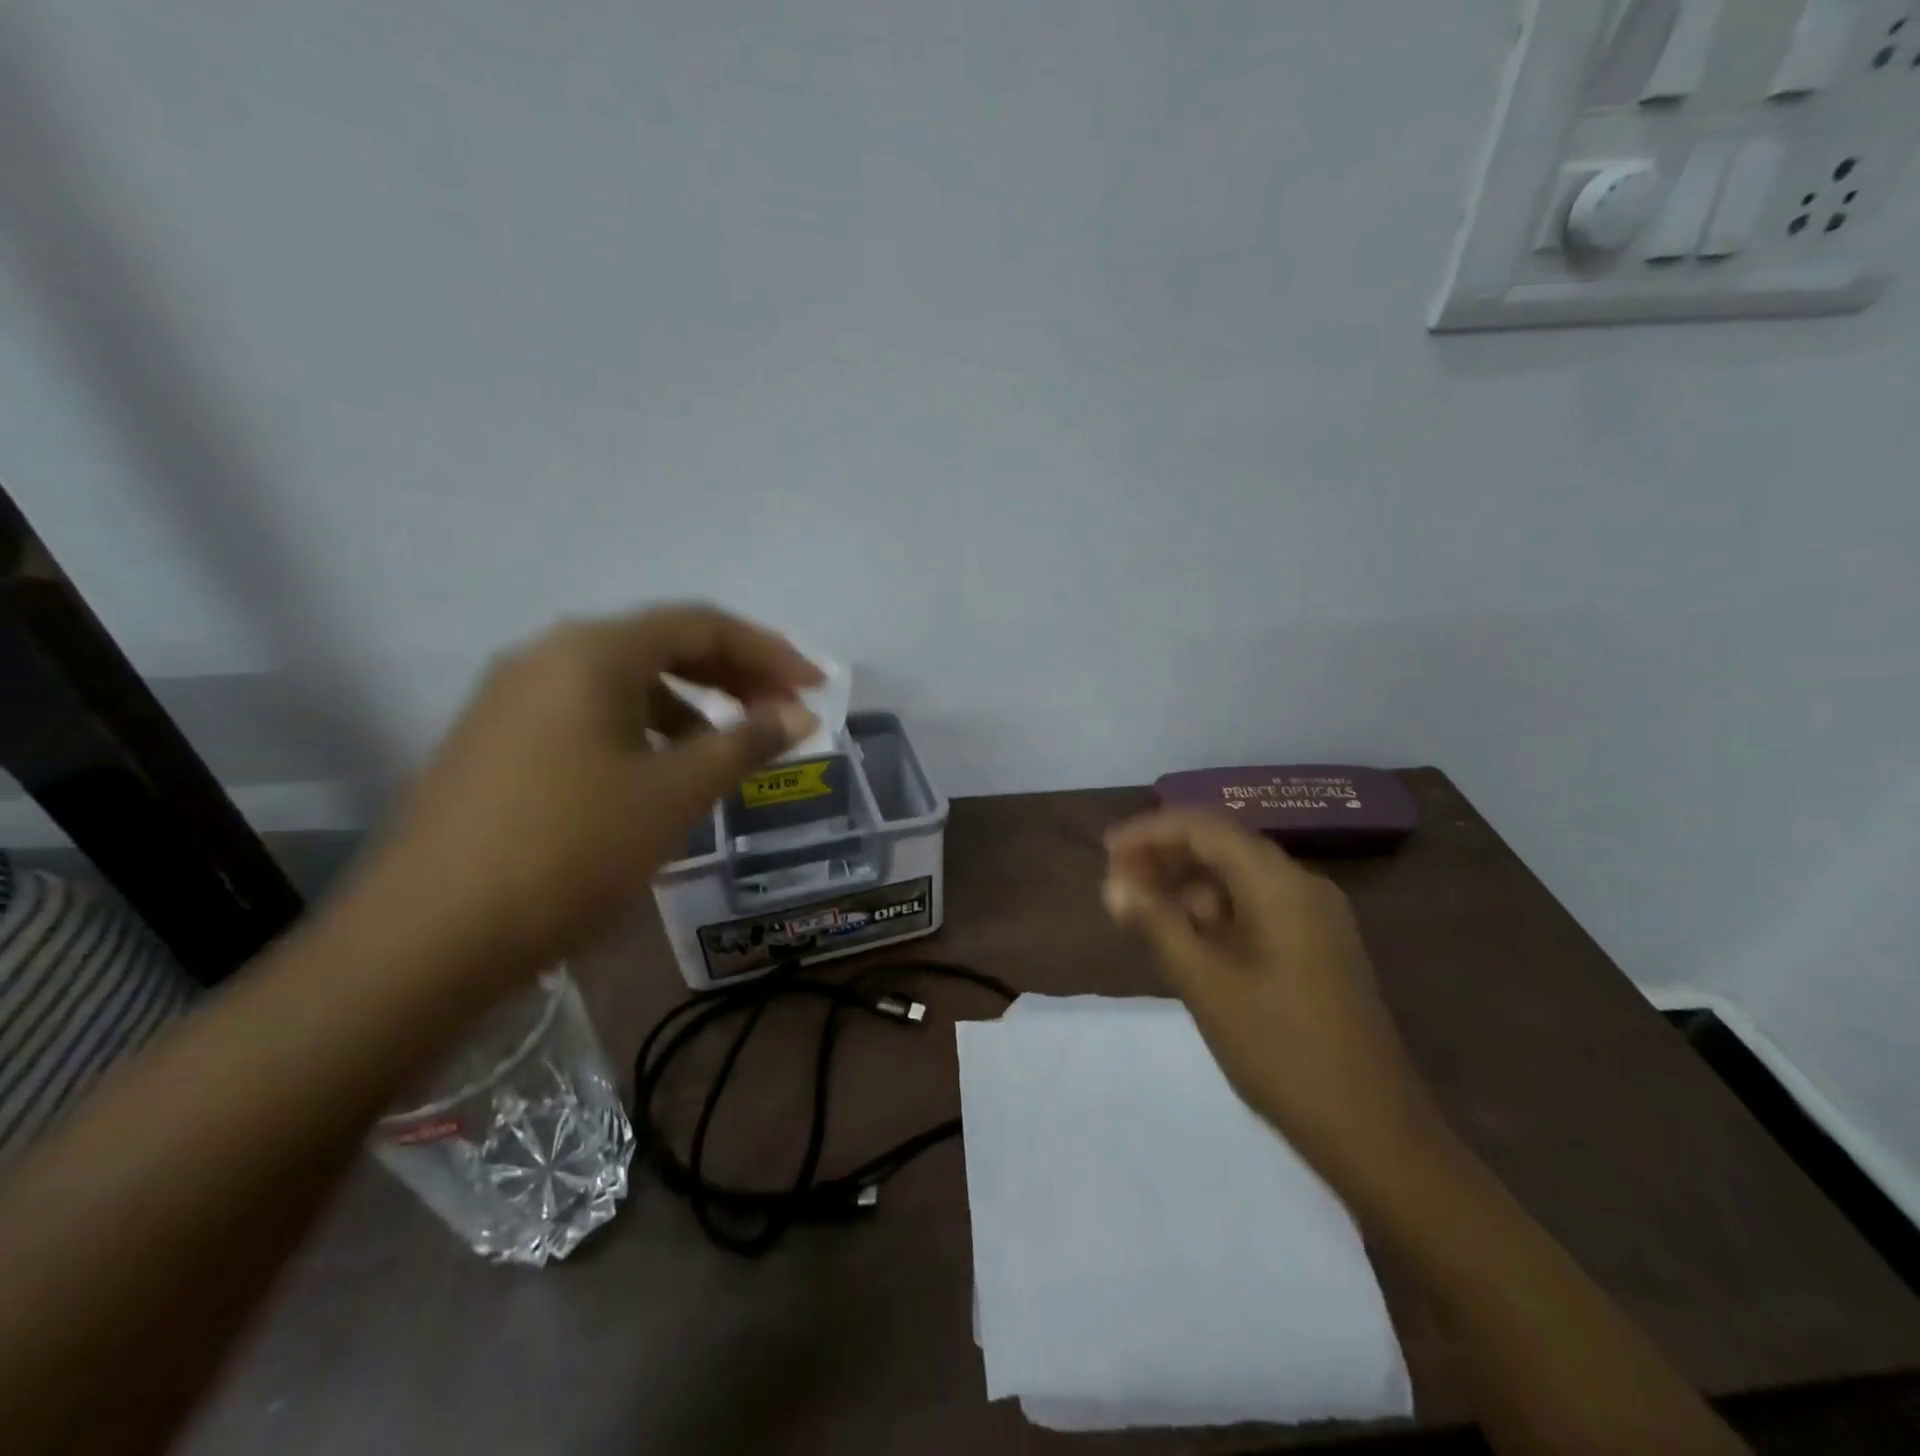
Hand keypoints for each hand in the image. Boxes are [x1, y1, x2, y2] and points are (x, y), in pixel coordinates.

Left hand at [354, 605, 821, 985]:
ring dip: (689, 705)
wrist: (427, 938)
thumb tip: (799, 714)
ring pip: (625, 683)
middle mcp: (547, 656)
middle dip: (733, 675)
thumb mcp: (675, 792)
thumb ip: (745, 742)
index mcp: (593, 651)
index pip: (701, 625)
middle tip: (783, 714)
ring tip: (728, 751)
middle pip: (662, 645)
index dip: (769, 652)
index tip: (817, 687)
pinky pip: (590, 715)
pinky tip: (659, 774)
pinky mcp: (495, 742)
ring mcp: (512, 699)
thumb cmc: (571, 849)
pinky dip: (643, 731)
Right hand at [1102, 810, 1443, 1185]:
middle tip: (1119, 885)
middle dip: (1167, 858)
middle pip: (1224, 847)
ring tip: (1144, 916)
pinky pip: (1258, 909)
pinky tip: (1187, 942)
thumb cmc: (1281, 1052)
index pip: (1205, 828)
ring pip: (1240, 879)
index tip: (1107, 852)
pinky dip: (1216, 914)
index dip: (1151, 832)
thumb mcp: (1206, 985)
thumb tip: (1113, 885)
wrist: (1375, 1133)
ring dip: (1189, 887)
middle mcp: (1303, 887)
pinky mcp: (1319, 949)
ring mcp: (1317, 919)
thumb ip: (1157, 925)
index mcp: (1280, 885)